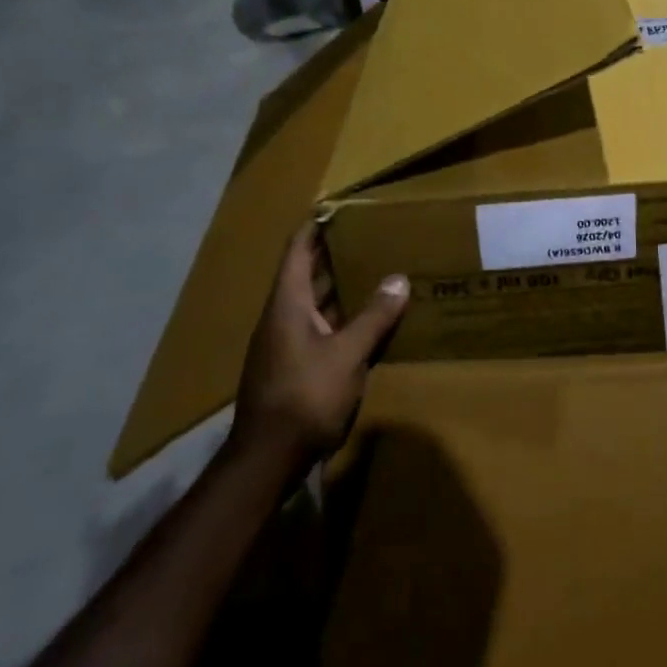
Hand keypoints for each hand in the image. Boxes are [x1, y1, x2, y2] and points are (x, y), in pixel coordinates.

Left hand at [230, 224, 408, 461]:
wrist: (267, 460)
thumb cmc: (305, 396)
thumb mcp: (347, 354)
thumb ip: (373, 316)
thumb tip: (399, 279)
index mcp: (287, 304)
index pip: (297, 251)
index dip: (314, 227)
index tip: (335, 207)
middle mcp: (281, 318)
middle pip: (305, 274)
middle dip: (333, 254)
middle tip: (368, 235)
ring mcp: (284, 344)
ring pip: (313, 303)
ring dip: (338, 286)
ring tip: (373, 269)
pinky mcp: (293, 367)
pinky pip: (319, 328)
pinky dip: (340, 316)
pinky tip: (366, 320)